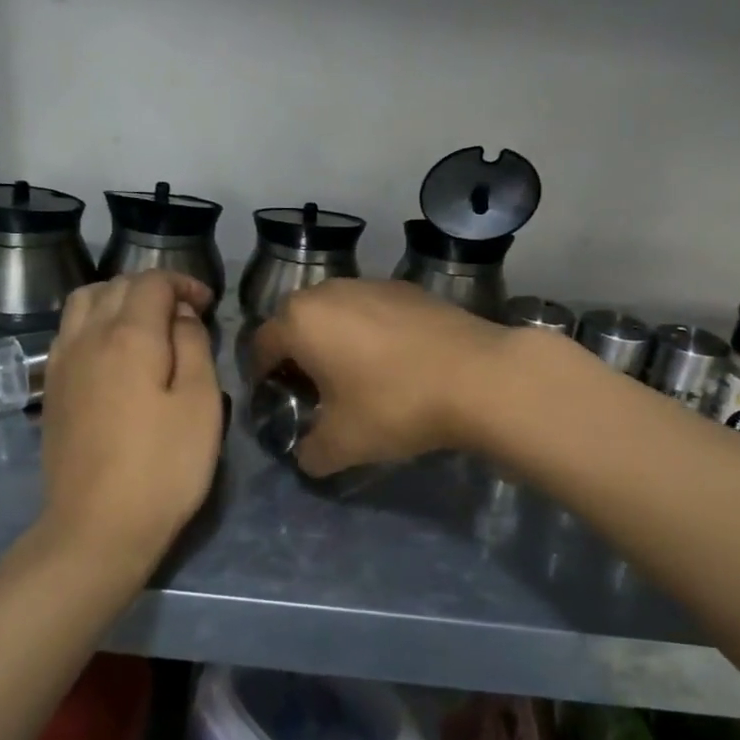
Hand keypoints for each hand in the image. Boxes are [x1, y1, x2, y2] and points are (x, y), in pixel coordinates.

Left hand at [34, 271, 222, 579]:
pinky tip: (114, 352)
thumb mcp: (200, 403)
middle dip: (152, 288)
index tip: (208, 304)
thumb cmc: (163, 466)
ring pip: (84, 303)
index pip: (152, 283)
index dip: (184, 283)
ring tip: (146, 325)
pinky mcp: (51, 390)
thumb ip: (194, 346)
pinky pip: (69, 332)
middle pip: (115, 286)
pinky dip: (94, 322)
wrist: (97, 527)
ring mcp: (62, 364)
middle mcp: (87, 338)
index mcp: (129, 336)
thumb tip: (181, 316)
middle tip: (184, 313)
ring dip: (117, 299)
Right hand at [251, 279, 511, 476]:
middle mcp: (329, 291)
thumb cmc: (394, 405)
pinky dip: (369, 332)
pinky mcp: (408, 288)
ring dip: (334, 340)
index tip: (275, 402)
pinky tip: (393, 362)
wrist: (478, 376)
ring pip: (336, 312)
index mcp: (300, 321)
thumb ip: (310, 453)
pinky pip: (372, 310)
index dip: (261, 377)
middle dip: (297, 355)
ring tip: (354, 375)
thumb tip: (306, 455)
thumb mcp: (342, 444)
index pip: (260, 346)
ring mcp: (371, 283)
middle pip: (296, 323)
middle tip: (312, 391)